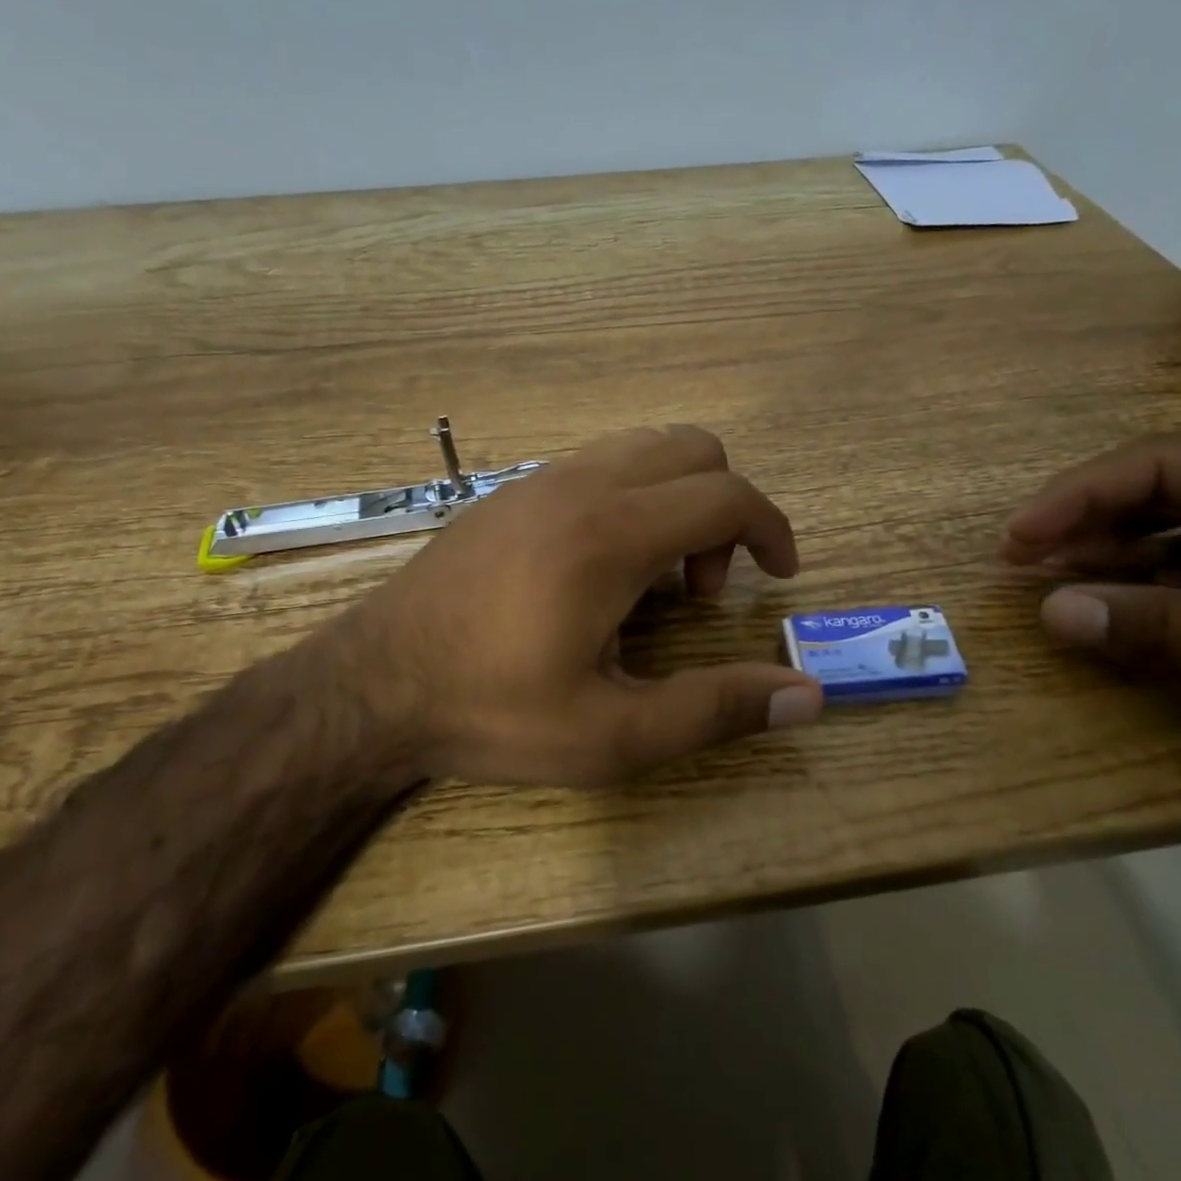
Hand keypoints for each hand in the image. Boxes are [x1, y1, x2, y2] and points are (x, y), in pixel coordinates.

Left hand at [321, 425, 823, 786]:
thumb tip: (809, 697)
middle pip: (695, 448)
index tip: (781, 575)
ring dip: (678, 497)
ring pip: (646, 447)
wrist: (372, 685)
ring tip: (656, 577)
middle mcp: (581, 484)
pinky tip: (601, 567)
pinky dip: (634, 495)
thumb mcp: (612, 732)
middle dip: (725, 510)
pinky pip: (600, 463)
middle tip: (703, 588)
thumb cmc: (493, 710)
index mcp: (613, 534)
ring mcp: (540, 479)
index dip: (772, 529)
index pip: (727, 495)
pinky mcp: (512, 490)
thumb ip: (716, 709)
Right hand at [1001, 432, 1180, 829]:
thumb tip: (1049, 614)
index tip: (1018, 535)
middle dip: (1087, 522)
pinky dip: (1151, 592)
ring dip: (1112, 557)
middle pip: (1164, 491)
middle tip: (1017, 558)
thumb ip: (1163, 630)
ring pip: (1177, 533)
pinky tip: (1113, 611)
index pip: (1166, 464)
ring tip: (1049, 582)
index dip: (1079, 494)